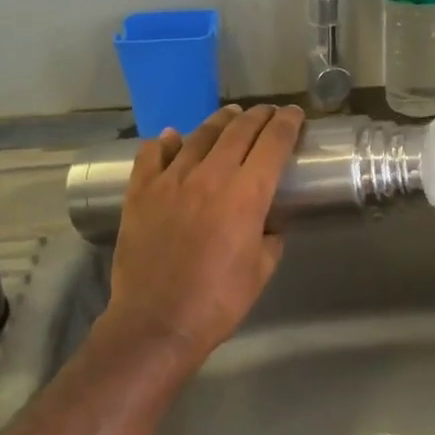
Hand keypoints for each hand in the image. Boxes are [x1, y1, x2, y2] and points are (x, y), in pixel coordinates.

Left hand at [102, 103, 303, 366]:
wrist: (156, 322)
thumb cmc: (218, 302)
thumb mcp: (261, 270)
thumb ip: (271, 237)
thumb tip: (268, 221)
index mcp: (246, 195)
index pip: (273, 143)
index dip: (287, 123)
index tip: (294, 113)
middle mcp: (210, 176)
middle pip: (239, 131)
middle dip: (258, 116)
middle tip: (268, 112)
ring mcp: (171, 181)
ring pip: (199, 136)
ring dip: (219, 121)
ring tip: (230, 115)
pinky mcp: (141, 192)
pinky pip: (153, 154)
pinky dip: (166, 142)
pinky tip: (172, 138)